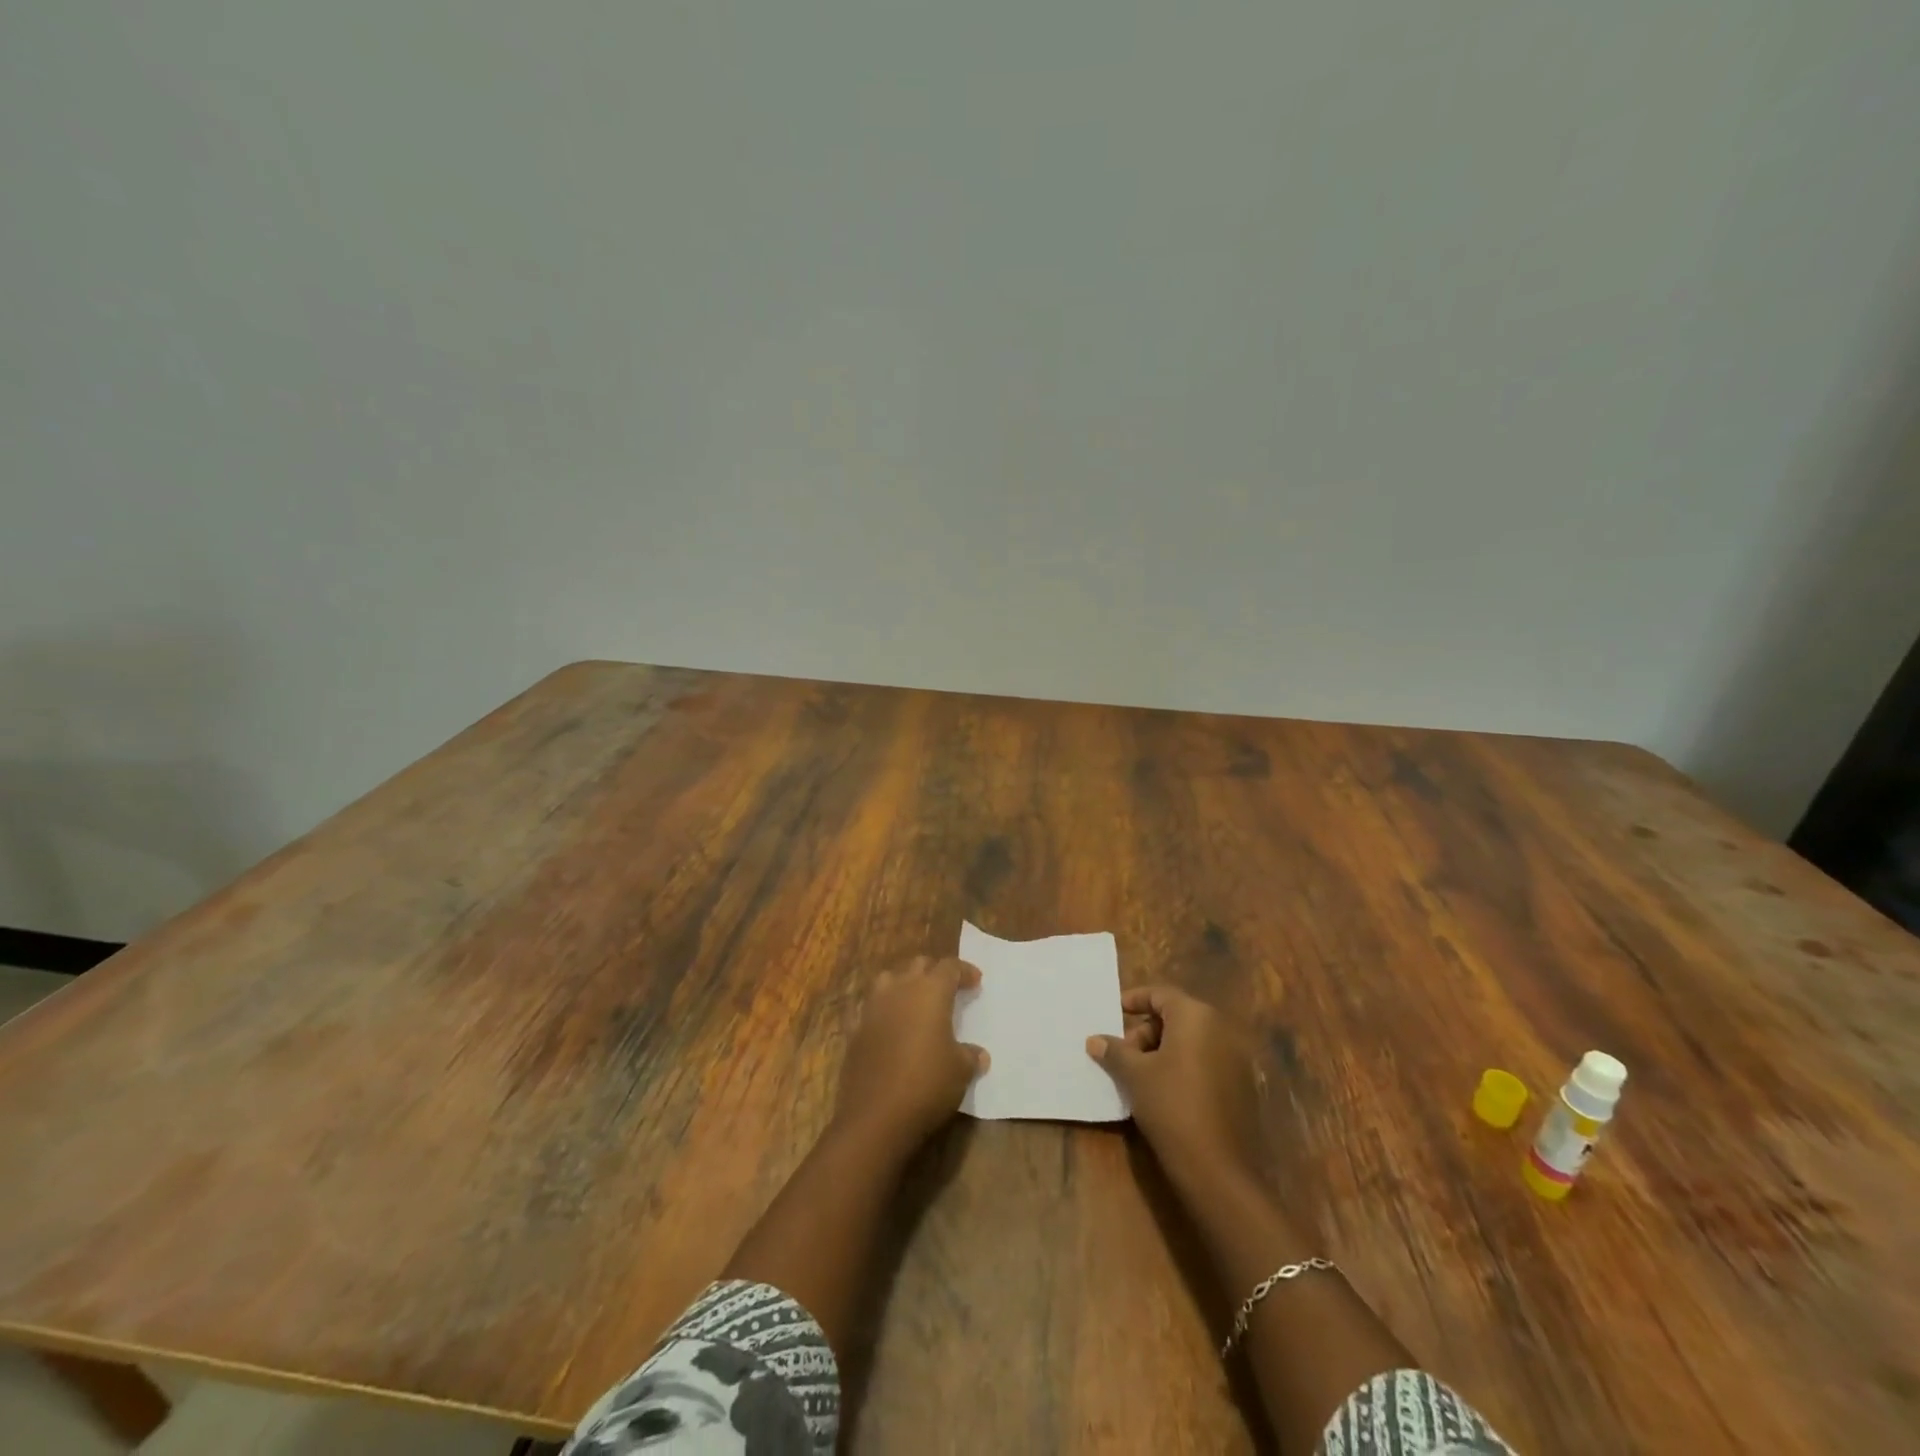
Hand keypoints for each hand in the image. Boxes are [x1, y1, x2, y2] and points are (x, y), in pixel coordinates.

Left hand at [835, 956, 987, 1149]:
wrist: (875, 1116)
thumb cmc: (927, 1084)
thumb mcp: (960, 1071)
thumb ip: (970, 1056)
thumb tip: (979, 1054)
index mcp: (930, 991)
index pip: (950, 966)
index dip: (964, 971)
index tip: (975, 981)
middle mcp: (900, 989)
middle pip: (918, 965)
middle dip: (934, 971)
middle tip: (947, 989)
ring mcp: (873, 1007)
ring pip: (889, 978)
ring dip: (904, 983)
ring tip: (915, 1001)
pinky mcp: (855, 1029)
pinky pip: (870, 1008)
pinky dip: (882, 1011)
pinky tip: (889, 1026)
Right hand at [1086, 984, 1267, 1192]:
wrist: (1217, 1168)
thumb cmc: (1170, 1106)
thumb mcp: (1135, 1075)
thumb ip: (1114, 1051)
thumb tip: (1094, 1040)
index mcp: (1195, 1016)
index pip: (1161, 994)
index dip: (1135, 999)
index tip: (1115, 1011)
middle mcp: (1220, 1028)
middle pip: (1176, 1016)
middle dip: (1146, 1031)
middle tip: (1123, 1053)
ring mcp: (1235, 1057)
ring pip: (1191, 1040)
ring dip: (1163, 1050)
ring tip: (1139, 1074)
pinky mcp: (1241, 1085)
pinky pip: (1206, 1061)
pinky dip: (1183, 1066)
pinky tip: (1164, 1090)